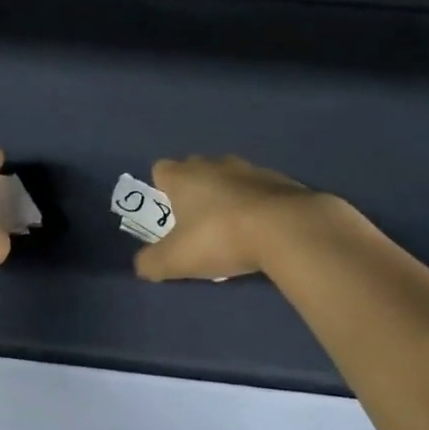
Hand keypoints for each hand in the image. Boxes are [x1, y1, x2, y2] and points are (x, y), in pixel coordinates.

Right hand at [134, 155, 318, 282]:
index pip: (161, 170)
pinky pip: (259, 189)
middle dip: (194, 190)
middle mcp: (213, 164)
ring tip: (233, 229)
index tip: (170, 214)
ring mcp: (248, 168)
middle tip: (198, 224)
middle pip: (195, 169)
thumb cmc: (221, 237)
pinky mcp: (279, 180)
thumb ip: (152, 263)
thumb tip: (141, 265)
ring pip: (228, 177)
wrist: (286, 228)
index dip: (162, 189)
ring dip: (227, 196)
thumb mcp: (177, 260)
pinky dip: (257, 203)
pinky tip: (263, 229)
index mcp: (183, 176)